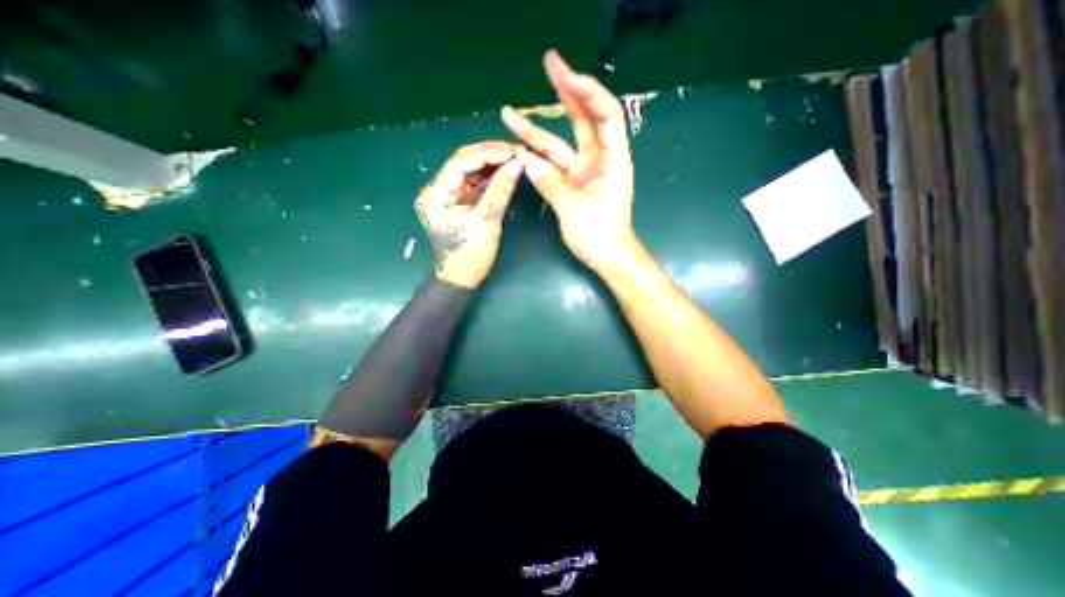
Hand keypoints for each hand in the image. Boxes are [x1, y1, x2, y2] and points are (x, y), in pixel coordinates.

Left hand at [414, 140, 522, 286]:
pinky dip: (491, 176)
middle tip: (516, 152)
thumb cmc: (469, 256)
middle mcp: (438, 190)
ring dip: (492, 163)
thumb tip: (517, 164)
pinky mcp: (459, 202)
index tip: (513, 151)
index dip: (487, 153)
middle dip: (490, 154)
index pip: (460, 162)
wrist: (460, 279)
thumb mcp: (486, 223)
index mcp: (436, 194)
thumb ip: (500, 191)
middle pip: (464, 161)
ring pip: (470, 170)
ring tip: (515, 159)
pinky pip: (475, 183)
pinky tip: (506, 171)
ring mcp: (448, 195)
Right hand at [504, 52, 634, 273]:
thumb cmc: (600, 235)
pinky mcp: (572, 183)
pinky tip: (518, 149)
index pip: (605, 114)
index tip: (564, 76)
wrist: (607, 257)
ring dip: (537, 129)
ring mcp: (583, 171)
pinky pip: (552, 165)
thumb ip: (551, 184)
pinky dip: (537, 158)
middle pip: (584, 118)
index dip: (587, 91)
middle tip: (549, 63)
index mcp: (612, 159)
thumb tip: (526, 163)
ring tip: (510, 112)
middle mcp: (599, 158)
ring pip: (560, 143)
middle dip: (567, 90)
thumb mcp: (574, 209)